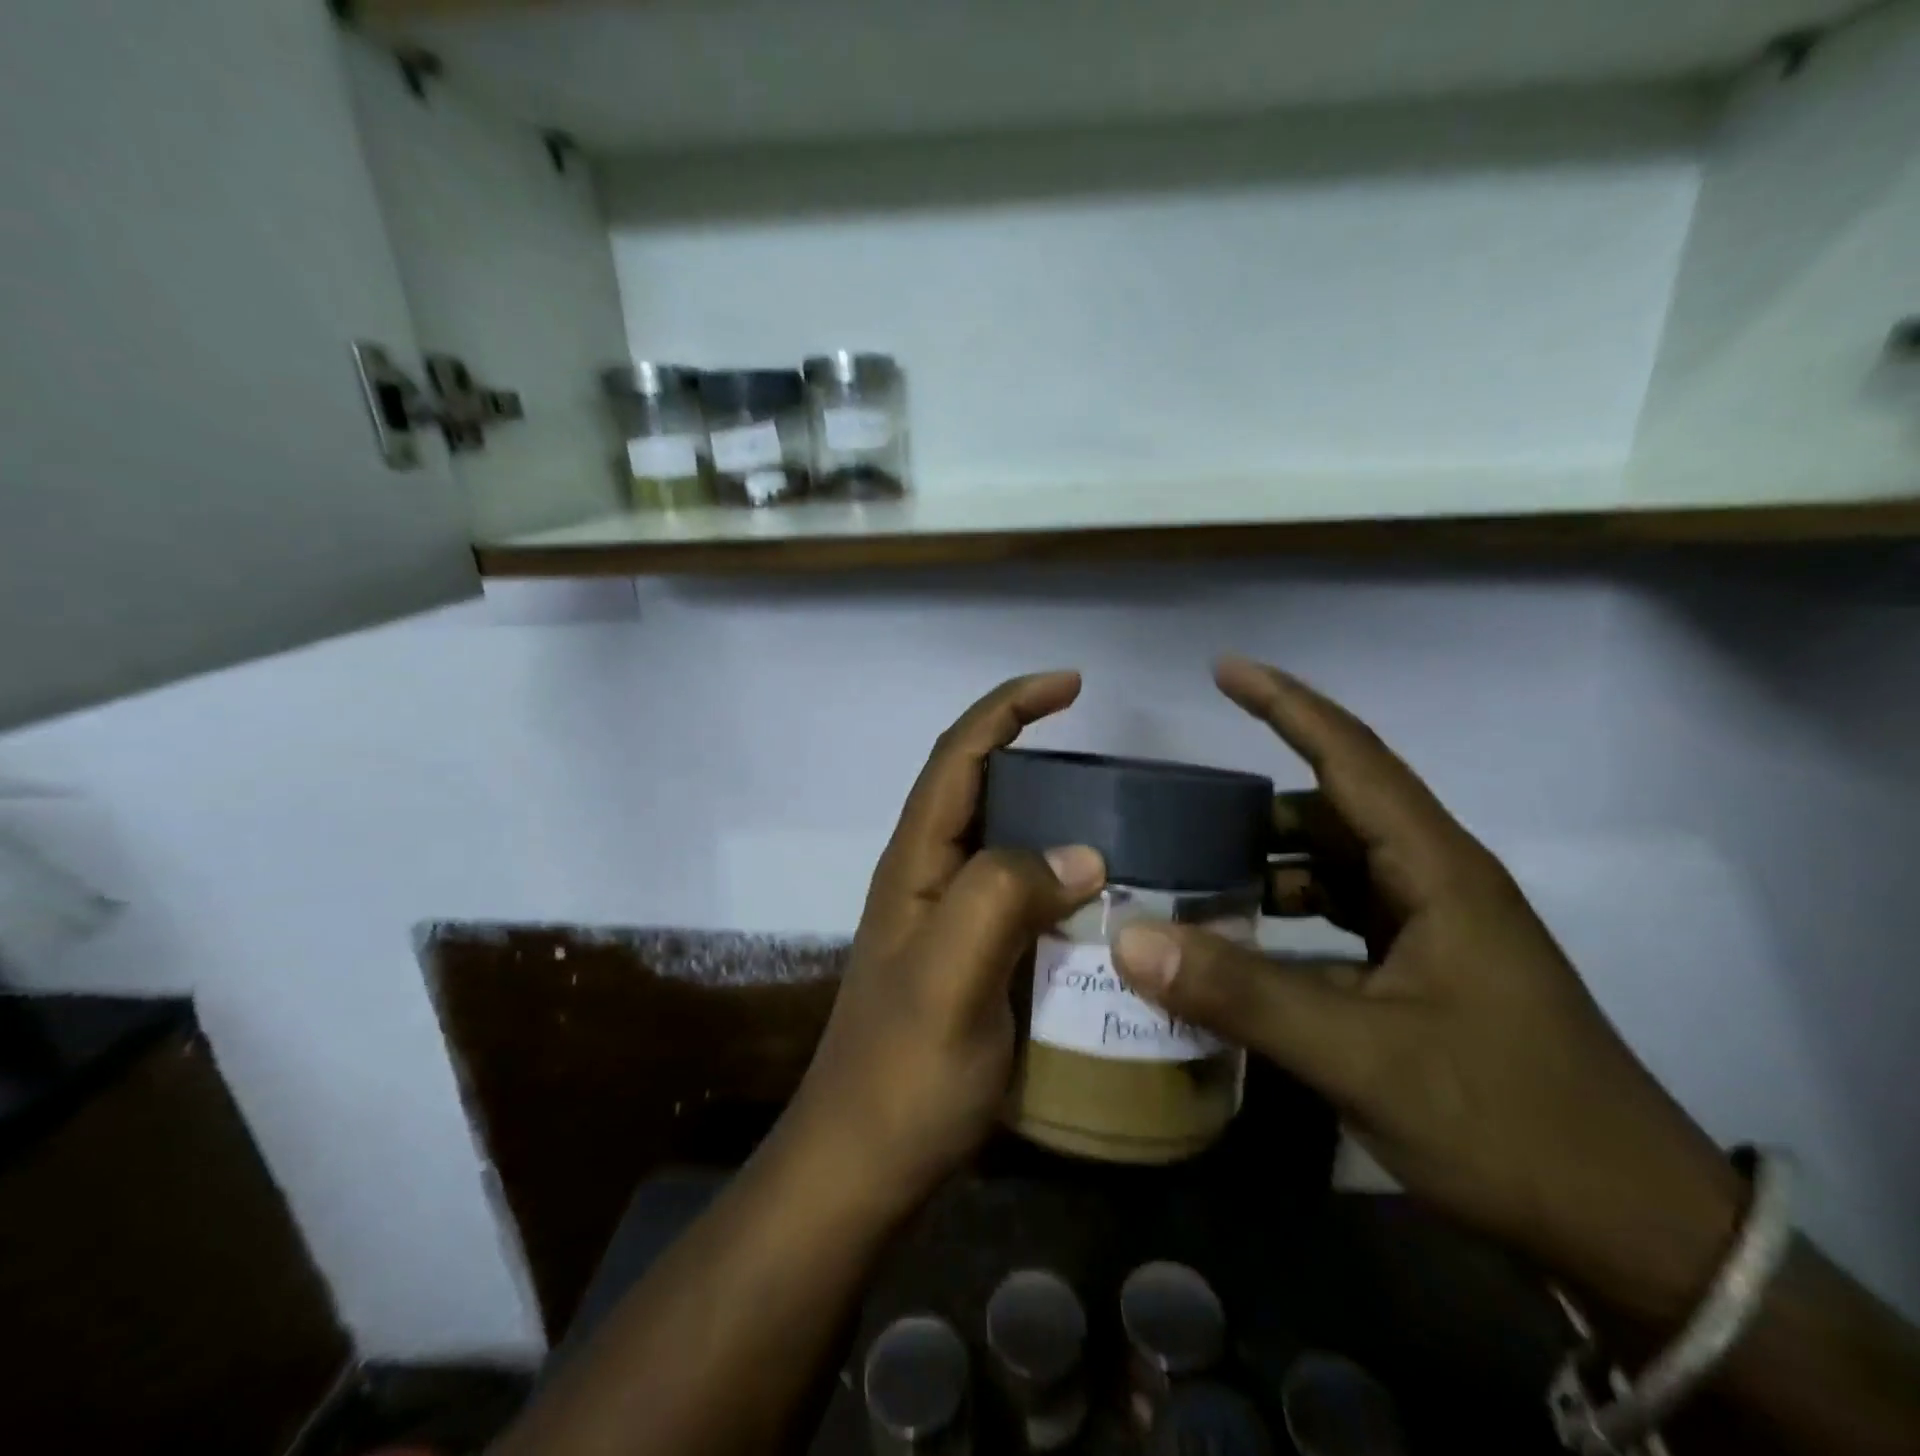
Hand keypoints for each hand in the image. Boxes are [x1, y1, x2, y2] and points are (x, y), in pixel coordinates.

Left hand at [784, 671, 1105, 1216]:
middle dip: (1037, 755)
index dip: (1009, 708)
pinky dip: (1058, 882)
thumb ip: (1005, 897)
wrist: (864, 1166)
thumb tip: (1083, 854)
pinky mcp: (968, 960)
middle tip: (1110, 767)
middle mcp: (928, 877)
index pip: (960, 755)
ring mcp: (946, 921)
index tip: (1070, 686)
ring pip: (1004, 844)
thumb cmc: (904, 1073)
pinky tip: (1100, 904)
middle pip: (981, 789)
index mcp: (916, 862)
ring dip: (1053, 821)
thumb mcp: (953, 977)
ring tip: (1121, 826)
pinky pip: (1019, 897)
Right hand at [1112, 656, 1747, 1326]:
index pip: (1352, 758)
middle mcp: (1434, 885)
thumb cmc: (1507, 1120)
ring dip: (1268, 869)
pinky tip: (1242, 950)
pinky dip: (1286, 922)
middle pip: (1334, 813)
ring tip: (1194, 882)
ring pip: (1334, 871)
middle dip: (1256, 808)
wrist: (1632, 1231)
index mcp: (1437, 871)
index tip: (1225, 669)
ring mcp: (1431, 933)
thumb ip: (1241, 994)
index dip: (1287, 706)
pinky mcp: (1423, 976)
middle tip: (1178, 817)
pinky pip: (1338, 922)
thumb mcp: (1361, 1055)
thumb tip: (1129, 939)